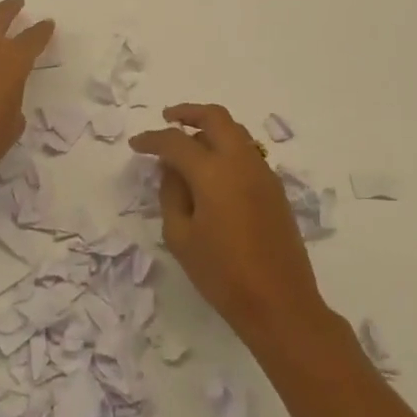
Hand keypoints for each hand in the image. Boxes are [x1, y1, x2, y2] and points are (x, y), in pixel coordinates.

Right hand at [130, 104, 330, 350]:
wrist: (280, 303)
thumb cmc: (222, 274)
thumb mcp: (181, 237)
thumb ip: (171, 195)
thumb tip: (172, 170)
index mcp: (213, 172)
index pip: (176, 141)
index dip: (152, 139)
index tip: (136, 145)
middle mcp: (241, 161)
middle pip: (215, 117)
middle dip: (188, 113)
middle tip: (167, 118)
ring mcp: (263, 173)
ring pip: (235, 131)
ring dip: (210, 128)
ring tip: (189, 142)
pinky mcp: (275, 188)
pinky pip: (247, 152)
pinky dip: (226, 147)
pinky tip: (213, 170)